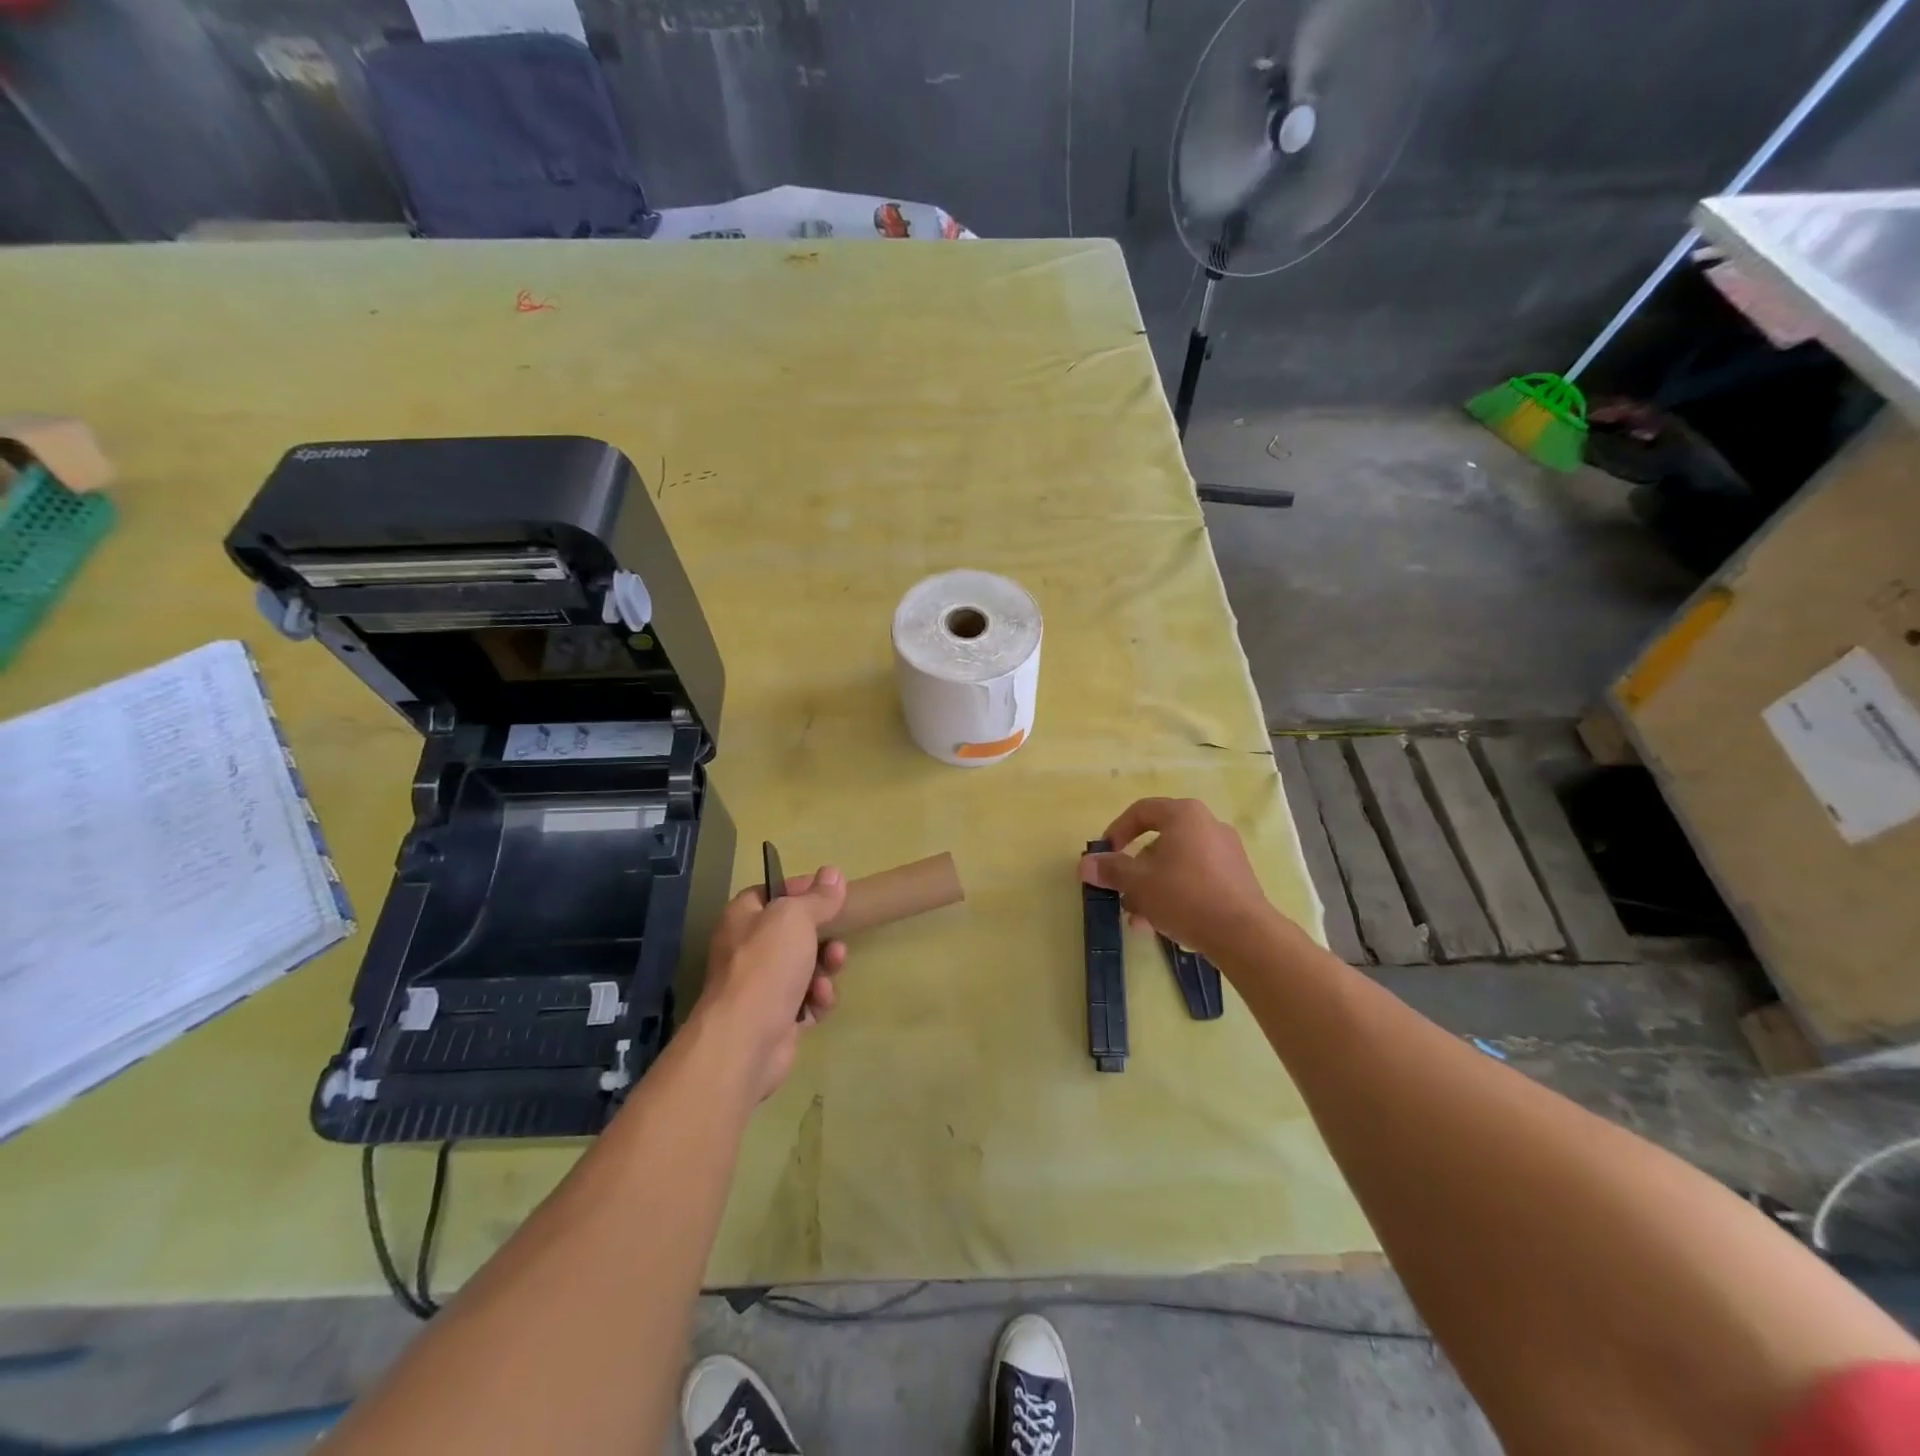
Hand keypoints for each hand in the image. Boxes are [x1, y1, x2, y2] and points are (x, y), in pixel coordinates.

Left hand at [695, 868, 848, 1102]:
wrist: (744, 1040)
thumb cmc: (766, 967)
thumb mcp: (795, 919)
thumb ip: (818, 898)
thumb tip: (833, 872)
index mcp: (743, 917)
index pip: (773, 892)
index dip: (802, 888)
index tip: (832, 891)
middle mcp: (748, 948)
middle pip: (794, 932)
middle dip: (823, 935)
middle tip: (838, 936)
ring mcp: (762, 985)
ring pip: (806, 966)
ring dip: (825, 967)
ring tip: (832, 969)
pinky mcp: (777, 1017)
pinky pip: (807, 999)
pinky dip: (818, 998)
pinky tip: (820, 1001)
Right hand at [1079, 798, 1276, 963]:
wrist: (1244, 934)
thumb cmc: (1185, 896)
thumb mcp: (1138, 883)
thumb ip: (1111, 870)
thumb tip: (1085, 864)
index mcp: (1184, 815)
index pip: (1141, 811)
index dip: (1116, 832)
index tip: (1105, 856)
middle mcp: (1208, 825)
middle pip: (1159, 841)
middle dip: (1135, 870)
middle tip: (1121, 893)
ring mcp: (1227, 852)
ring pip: (1176, 864)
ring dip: (1152, 887)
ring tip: (1139, 918)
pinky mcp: (1237, 878)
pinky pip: (1196, 878)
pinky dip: (1176, 893)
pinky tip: (1164, 923)